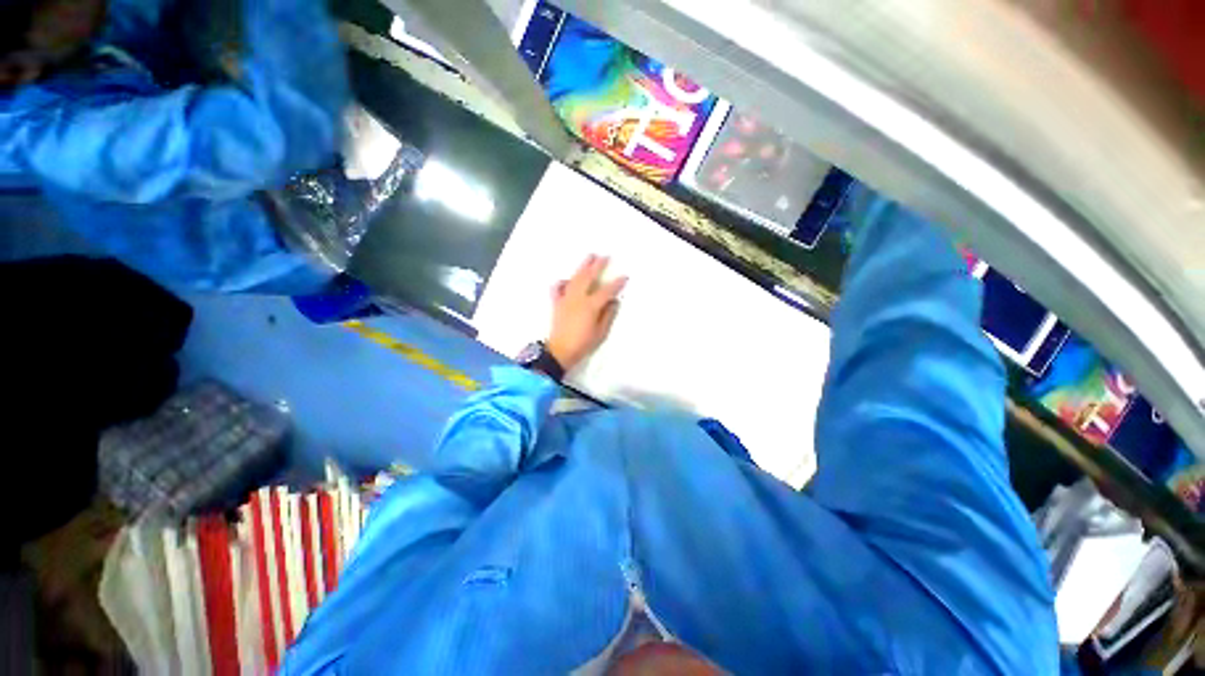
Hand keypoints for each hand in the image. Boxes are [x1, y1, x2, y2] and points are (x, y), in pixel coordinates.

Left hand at [547, 255, 627, 372]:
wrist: (560, 351)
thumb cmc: (583, 344)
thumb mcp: (601, 332)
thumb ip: (608, 315)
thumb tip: (614, 301)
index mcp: (590, 306)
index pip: (606, 291)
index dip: (616, 283)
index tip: (625, 276)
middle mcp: (578, 298)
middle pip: (588, 277)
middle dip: (597, 266)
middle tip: (605, 257)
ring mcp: (566, 299)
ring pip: (574, 278)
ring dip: (582, 267)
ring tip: (589, 257)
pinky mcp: (557, 303)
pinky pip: (558, 288)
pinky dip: (562, 282)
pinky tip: (566, 279)